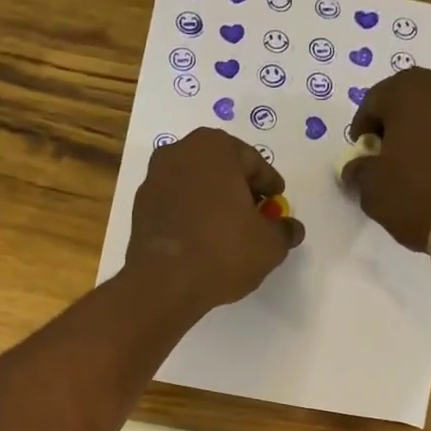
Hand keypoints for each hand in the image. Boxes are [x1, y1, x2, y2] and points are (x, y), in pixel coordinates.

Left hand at [124, 128, 303, 311]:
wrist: (164, 283)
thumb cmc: (223, 251)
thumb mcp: (269, 244)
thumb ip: (284, 230)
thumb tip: (291, 228)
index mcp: (214, 147)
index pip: (254, 164)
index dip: (270, 187)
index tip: (277, 206)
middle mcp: (179, 152)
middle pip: (222, 170)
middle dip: (240, 192)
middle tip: (256, 219)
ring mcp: (154, 179)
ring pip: (196, 187)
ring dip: (214, 204)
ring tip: (230, 234)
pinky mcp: (140, 207)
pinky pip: (176, 206)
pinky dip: (192, 217)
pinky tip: (203, 242)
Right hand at [340, 68, 430, 253]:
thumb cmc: (416, 195)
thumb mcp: (372, 188)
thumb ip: (358, 170)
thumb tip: (356, 166)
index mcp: (407, 90)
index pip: (372, 101)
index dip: (361, 129)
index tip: (360, 154)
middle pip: (407, 97)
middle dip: (393, 123)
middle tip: (384, 153)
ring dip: (420, 128)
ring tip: (412, 161)